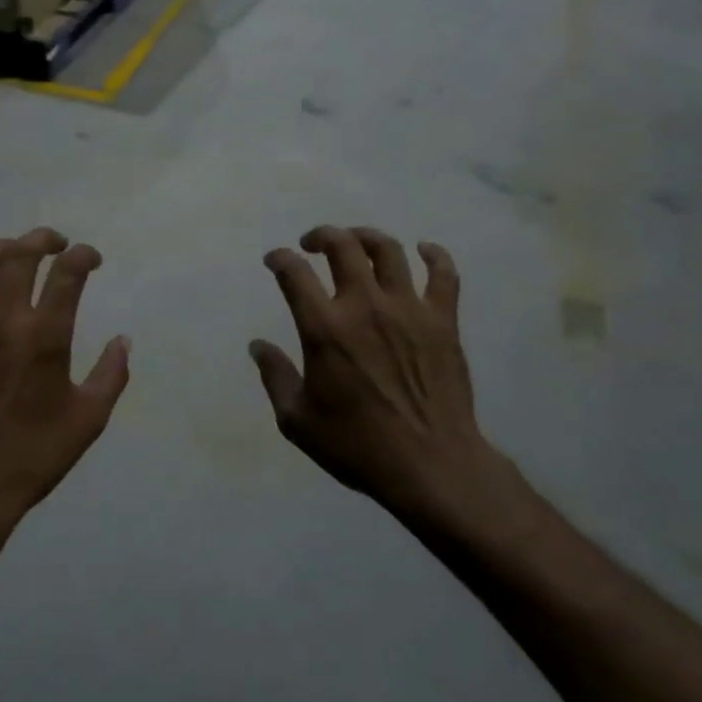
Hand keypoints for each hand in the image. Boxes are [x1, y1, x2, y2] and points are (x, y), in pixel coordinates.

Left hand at [0, 228, 129, 534]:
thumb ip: (111, 375)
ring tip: (11, 253)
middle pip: (19, 256)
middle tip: (53, 243)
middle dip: (41, 239)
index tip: (91, 259)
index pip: (68, 273)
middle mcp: (2, 322)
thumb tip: (122, 340)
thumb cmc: (34, 456)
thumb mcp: (89, 420)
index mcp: (45, 337)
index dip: (83, 255)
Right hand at [251, 227, 499, 527]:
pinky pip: (443, 274)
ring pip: (388, 250)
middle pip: (342, 246)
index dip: (280, 259)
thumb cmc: (357, 446)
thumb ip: (275, 377)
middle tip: (312, 244)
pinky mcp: (443, 320)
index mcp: (324, 329)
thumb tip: (258, 346)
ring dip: (366, 237)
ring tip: (356, 242)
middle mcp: (365, 306)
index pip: (294, 273)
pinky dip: (434, 255)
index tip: (275, 260)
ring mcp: (408, 309)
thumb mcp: (298, 421)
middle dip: (321, 236)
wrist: (431, 465)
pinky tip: (424, 250)